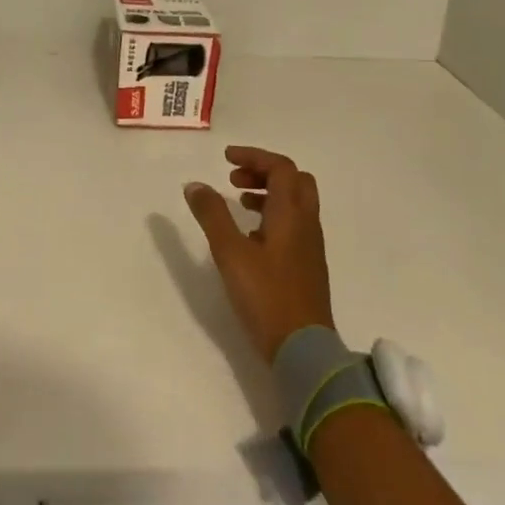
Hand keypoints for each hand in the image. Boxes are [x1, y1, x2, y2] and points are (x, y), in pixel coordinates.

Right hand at [183, 145, 335, 363]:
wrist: (303, 348)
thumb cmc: (266, 295)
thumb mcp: (230, 252)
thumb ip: (212, 215)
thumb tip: (195, 185)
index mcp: (291, 214)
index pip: (281, 167)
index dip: (254, 156)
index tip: (226, 159)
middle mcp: (306, 223)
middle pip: (294, 180)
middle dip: (264, 171)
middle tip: (234, 180)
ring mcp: (309, 246)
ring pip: (295, 203)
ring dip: (268, 193)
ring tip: (237, 203)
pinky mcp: (306, 265)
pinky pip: (293, 224)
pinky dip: (272, 215)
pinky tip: (249, 236)